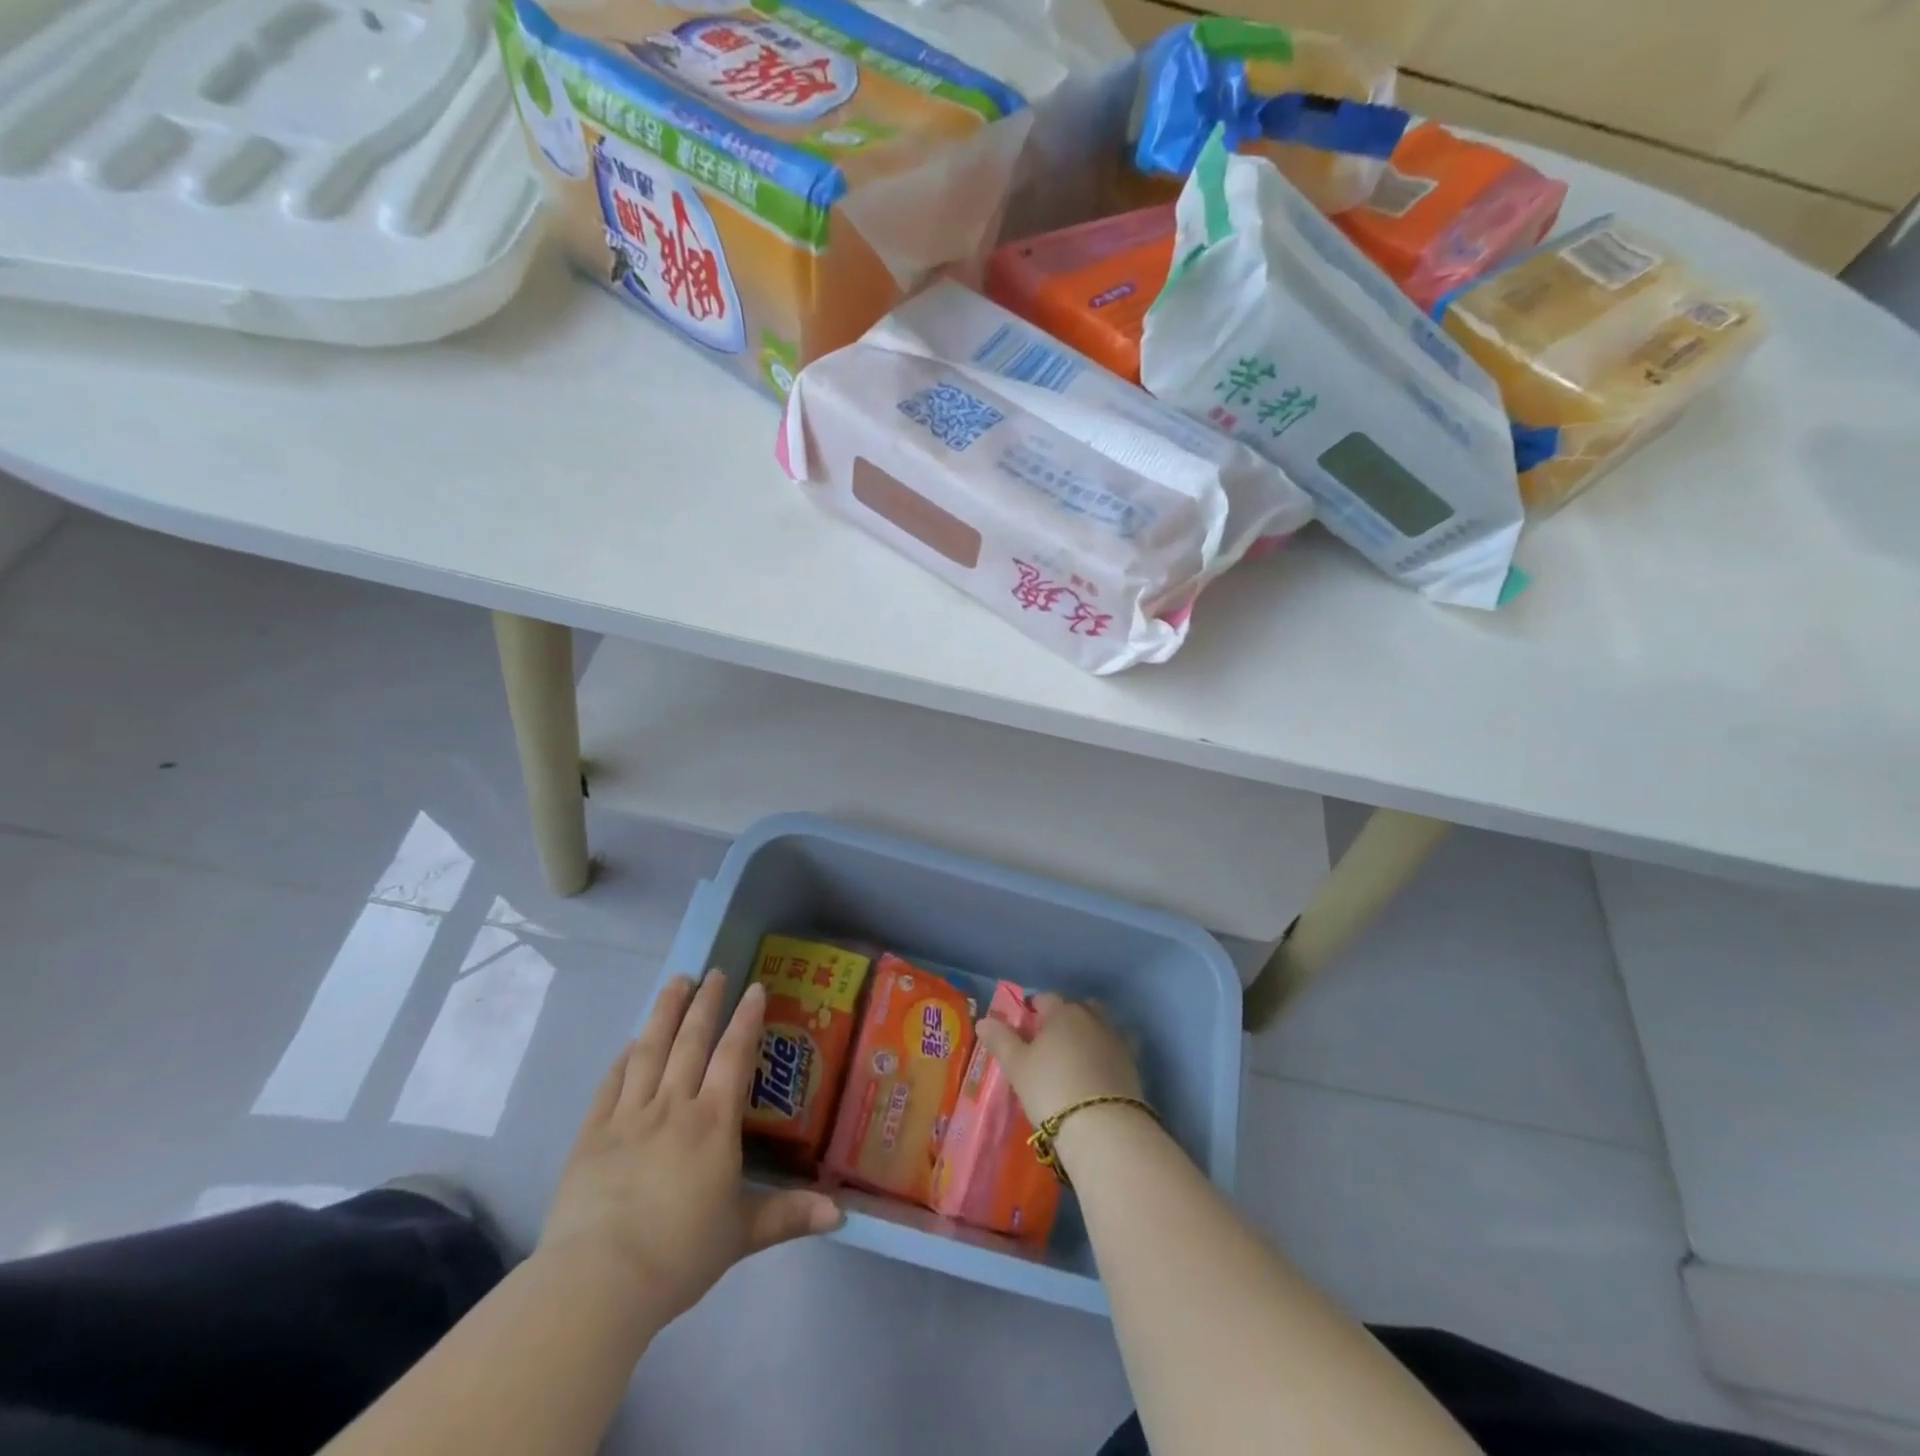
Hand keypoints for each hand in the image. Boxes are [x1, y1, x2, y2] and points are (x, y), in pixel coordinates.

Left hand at [539, 971, 841, 1323]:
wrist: (598, 1282)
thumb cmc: (679, 1254)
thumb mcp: (741, 1235)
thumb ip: (789, 1216)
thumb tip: (842, 1215)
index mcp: (713, 1123)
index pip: (734, 1055)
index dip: (746, 1019)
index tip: (754, 988)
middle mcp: (673, 1106)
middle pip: (691, 1042)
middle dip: (705, 1003)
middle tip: (713, 972)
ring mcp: (628, 1117)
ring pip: (649, 1050)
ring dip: (664, 1013)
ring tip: (676, 982)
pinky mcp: (592, 1135)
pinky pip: (611, 1084)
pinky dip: (623, 1058)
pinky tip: (630, 1043)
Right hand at [975, 994, 1142, 1127]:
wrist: (1103, 1126)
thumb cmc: (1051, 1088)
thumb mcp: (1017, 1066)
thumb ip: (1000, 1040)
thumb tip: (984, 1020)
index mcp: (1062, 1012)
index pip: (1046, 999)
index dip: (1034, 1009)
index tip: (1025, 1024)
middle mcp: (1092, 1018)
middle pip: (1078, 1007)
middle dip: (1065, 1018)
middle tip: (1051, 1041)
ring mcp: (1116, 1039)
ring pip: (1101, 1025)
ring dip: (1090, 1033)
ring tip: (1076, 1056)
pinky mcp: (1133, 1064)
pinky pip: (1118, 1049)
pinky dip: (1108, 1053)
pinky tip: (1099, 1070)